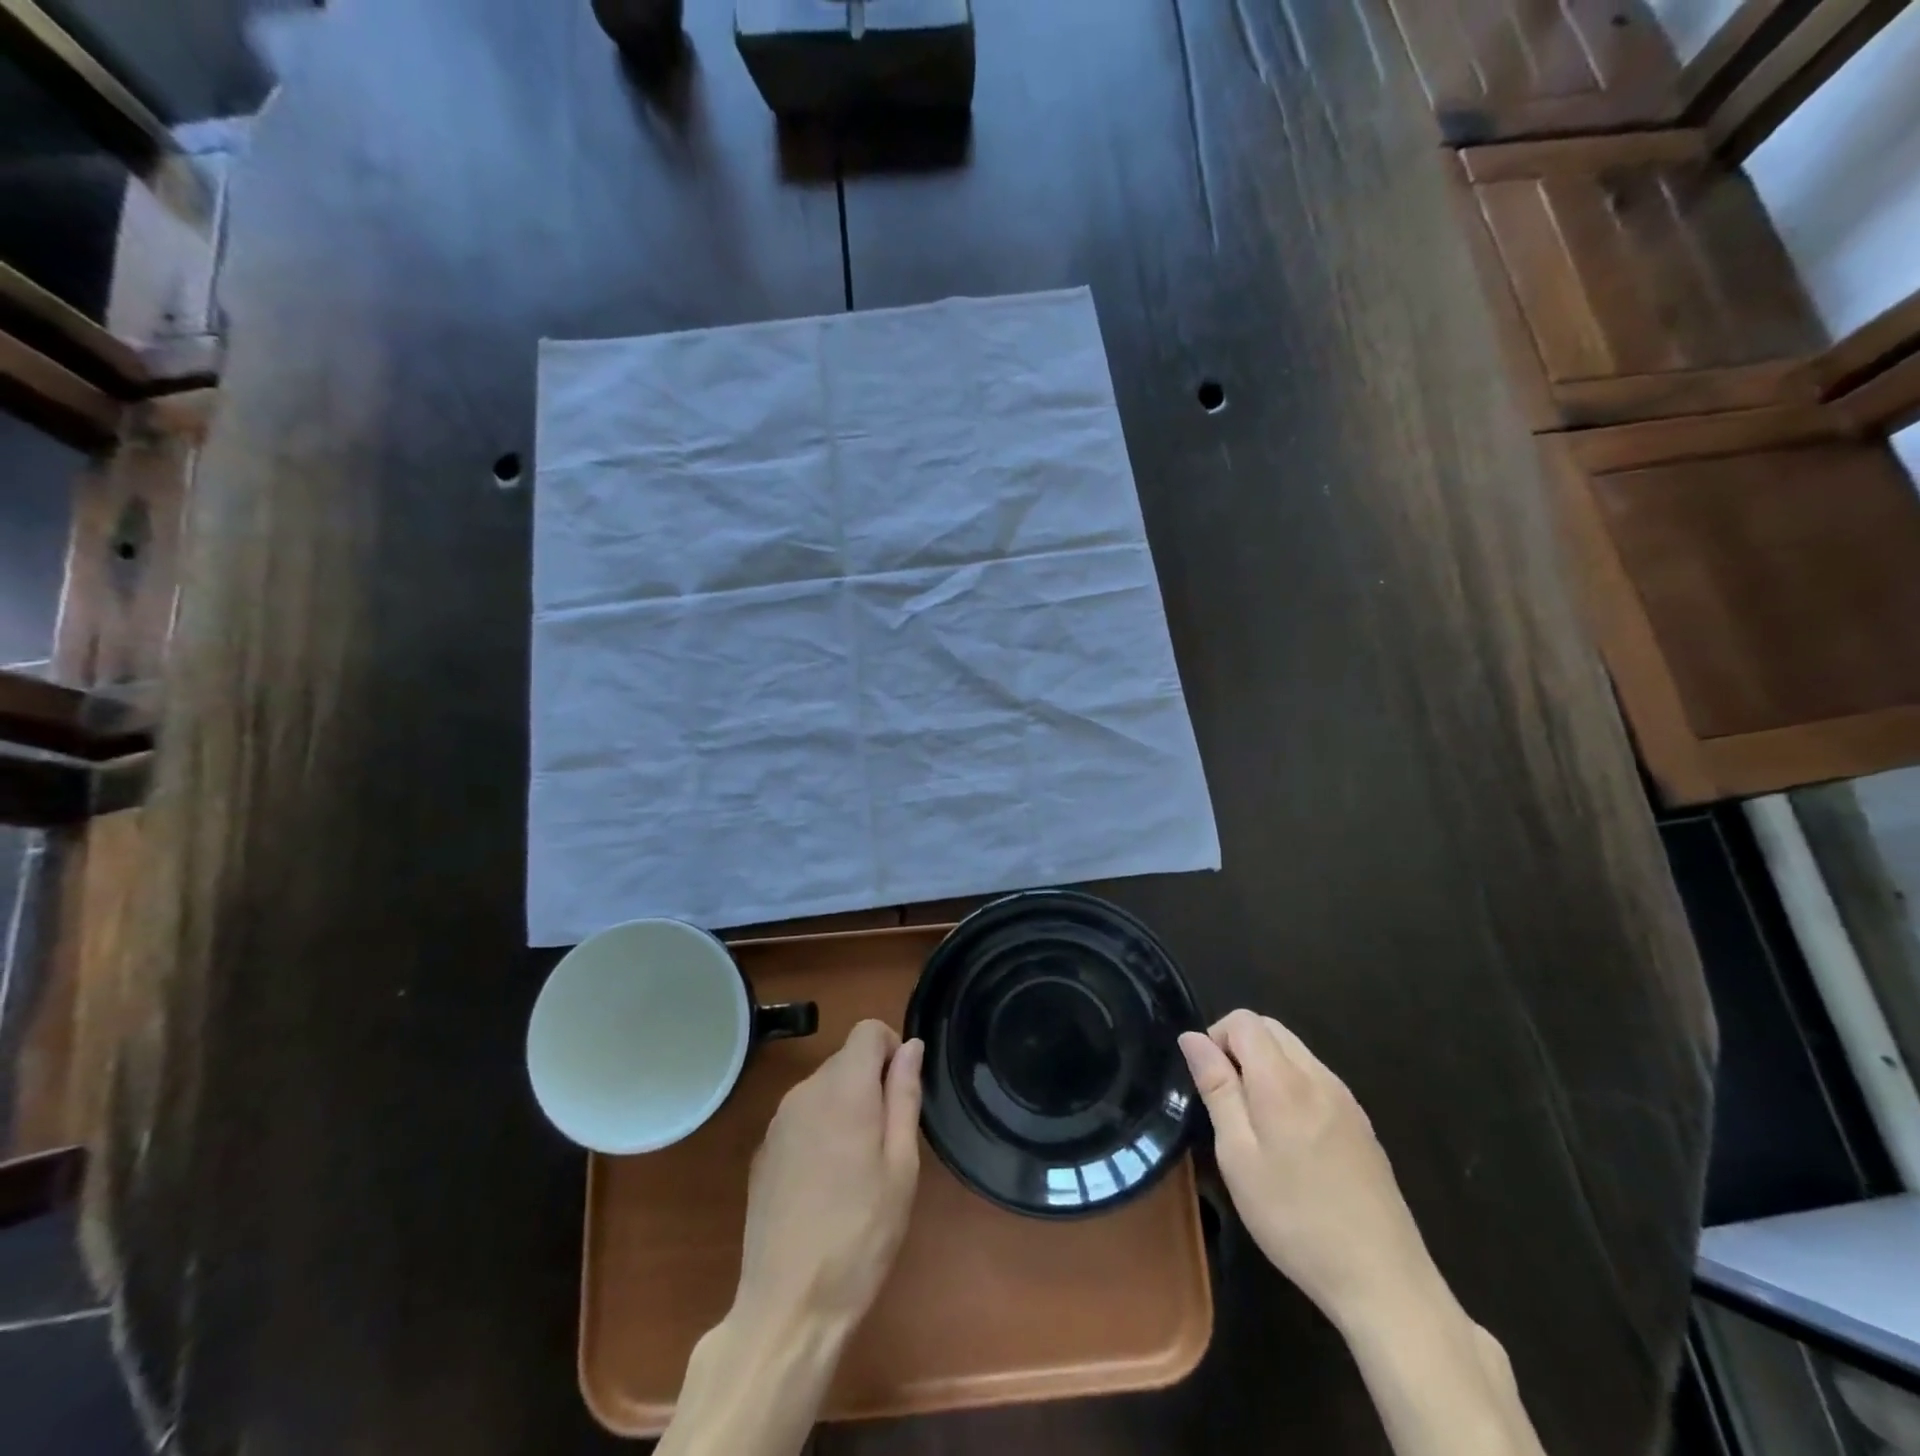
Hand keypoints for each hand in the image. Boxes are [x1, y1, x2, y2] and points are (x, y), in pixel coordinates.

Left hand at [732, 1020, 923, 1339]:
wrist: (788, 1307)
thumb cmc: (861, 1235)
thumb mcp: (901, 1167)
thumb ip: (904, 1096)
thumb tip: (911, 1047)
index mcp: (843, 1089)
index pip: (868, 1031)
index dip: (892, 1050)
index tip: (901, 1095)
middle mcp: (805, 1092)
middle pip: (846, 1060)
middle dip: (871, 1084)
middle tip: (886, 1146)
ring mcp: (778, 1121)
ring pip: (824, 1089)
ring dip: (846, 1109)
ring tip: (857, 1171)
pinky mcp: (763, 1151)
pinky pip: (802, 1119)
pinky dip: (820, 1132)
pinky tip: (825, 1187)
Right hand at [1180, 1010, 1438, 1328]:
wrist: (1383, 1280)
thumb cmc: (1295, 1218)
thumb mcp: (1238, 1156)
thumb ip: (1216, 1088)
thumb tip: (1192, 1038)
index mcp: (1283, 1079)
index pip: (1243, 1020)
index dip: (1215, 1036)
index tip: (1207, 1081)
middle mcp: (1318, 1075)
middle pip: (1271, 1028)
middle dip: (1239, 1046)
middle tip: (1226, 1100)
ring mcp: (1345, 1098)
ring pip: (1295, 1051)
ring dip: (1265, 1064)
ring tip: (1255, 1122)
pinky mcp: (1361, 1123)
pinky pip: (1316, 1078)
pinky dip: (1291, 1084)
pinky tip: (1291, 1139)